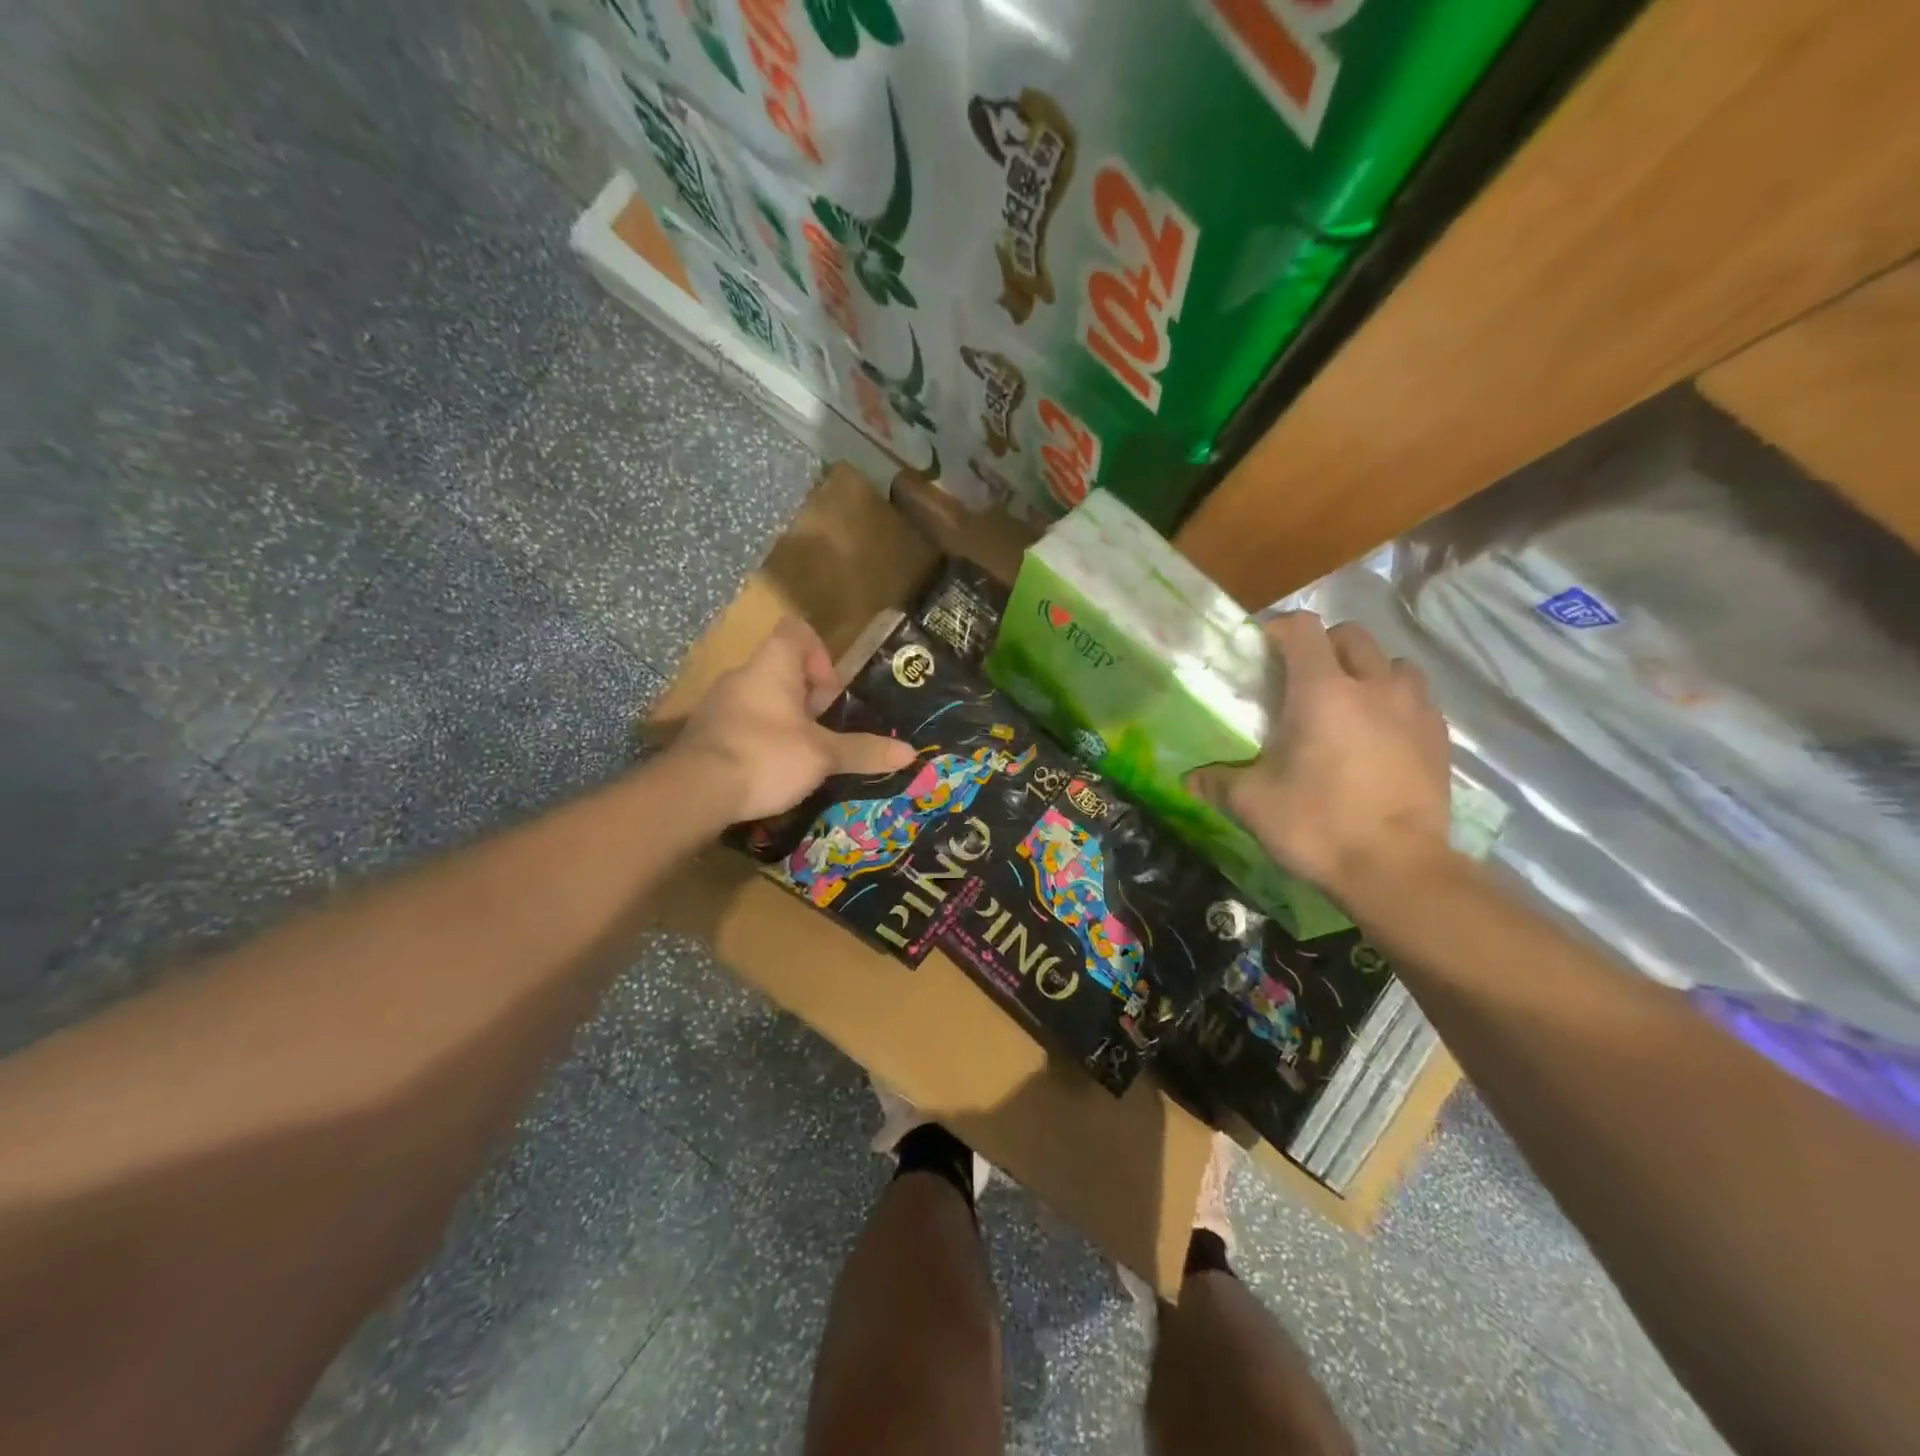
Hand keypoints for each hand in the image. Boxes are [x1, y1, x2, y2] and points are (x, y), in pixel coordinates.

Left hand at [675, 618, 916, 820]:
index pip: (796, 630)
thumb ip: (863, 751)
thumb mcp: (822, 756)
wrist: (695, 791)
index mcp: (772, 665)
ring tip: (801, 754)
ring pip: (761, 698)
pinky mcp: (705, 732)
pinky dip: (760, 739)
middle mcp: (742, 675)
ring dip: (784, 720)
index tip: (830, 693)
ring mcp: (718, 704)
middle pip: (781, 669)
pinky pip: (741, 723)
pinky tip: (770, 771)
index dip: (820, 654)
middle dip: (807, 698)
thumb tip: (910, 752)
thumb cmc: (766, 756)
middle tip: (823, 730)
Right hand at [1189, 612, 1452, 900]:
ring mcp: (1414, 710)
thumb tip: (1190, 779)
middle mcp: (1373, 686)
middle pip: (1351, 636)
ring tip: (1349, 702)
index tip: (1262, 650)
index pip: (1303, 629)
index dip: (1279, 629)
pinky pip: (1417, 699)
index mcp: (1322, 691)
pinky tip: (1380, 735)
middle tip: (1300, 679)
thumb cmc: (1318, 825)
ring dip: (1367, 670)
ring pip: (1392, 663)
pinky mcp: (1439, 738)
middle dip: (1323, 646)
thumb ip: (1218, 781)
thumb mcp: (1253, 804)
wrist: (1398, 869)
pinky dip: (1395, 702)